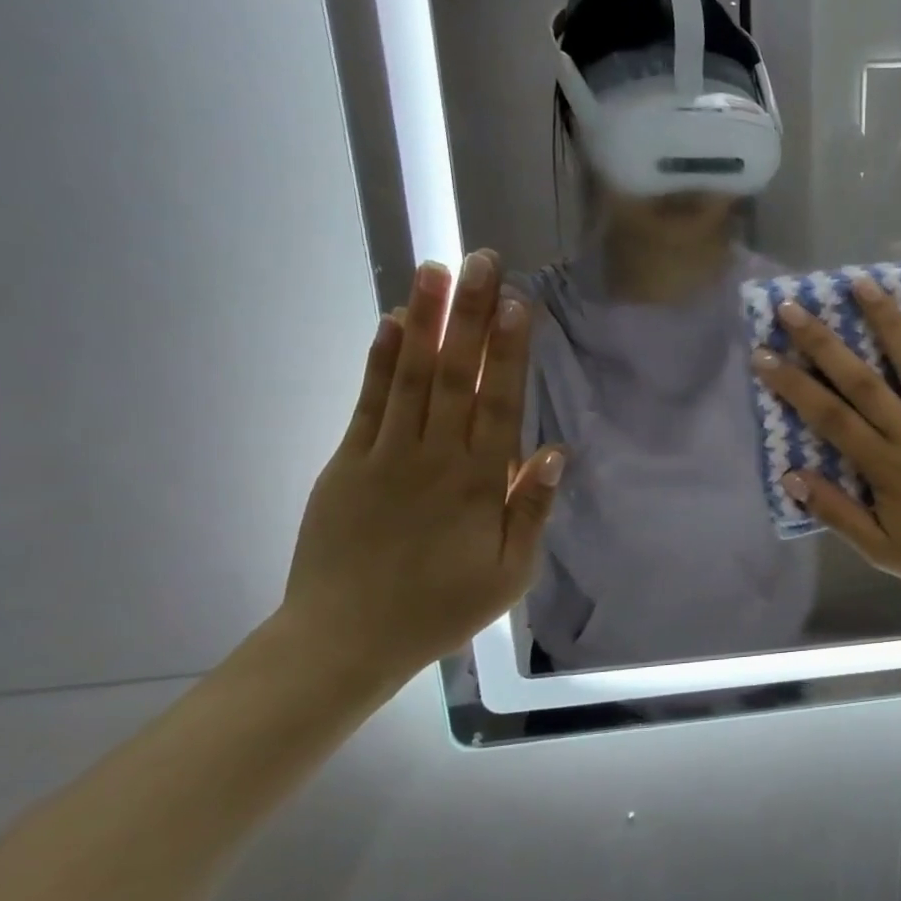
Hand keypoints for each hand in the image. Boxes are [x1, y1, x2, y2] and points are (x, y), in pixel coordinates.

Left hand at [281, 250, 564, 689]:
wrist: (345, 640)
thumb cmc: (441, 608)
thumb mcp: (509, 573)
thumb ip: (530, 510)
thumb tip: (554, 451)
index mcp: (477, 482)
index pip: (498, 402)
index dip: (509, 350)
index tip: (518, 302)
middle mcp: (433, 456)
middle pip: (456, 374)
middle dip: (472, 314)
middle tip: (482, 261)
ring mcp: (385, 455)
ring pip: (411, 376)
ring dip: (426, 320)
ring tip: (436, 270)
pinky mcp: (347, 463)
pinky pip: (367, 403)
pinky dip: (380, 361)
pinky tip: (393, 324)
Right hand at [751, 276, 900, 615]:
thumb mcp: (881, 551)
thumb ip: (837, 512)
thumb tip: (792, 476)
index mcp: (885, 467)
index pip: (829, 417)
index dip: (793, 385)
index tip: (764, 354)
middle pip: (862, 381)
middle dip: (823, 343)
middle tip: (794, 307)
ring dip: (886, 322)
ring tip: (861, 284)